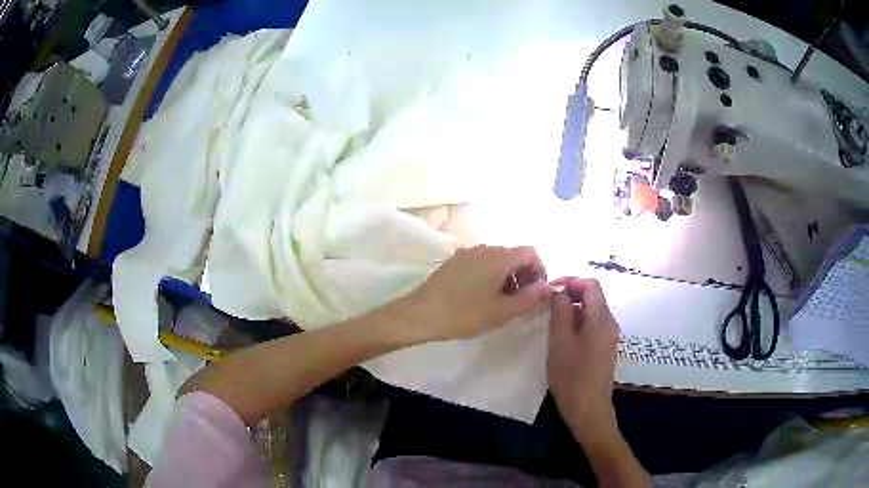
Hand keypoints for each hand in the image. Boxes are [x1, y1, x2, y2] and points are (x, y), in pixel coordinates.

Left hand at [403, 245, 549, 342]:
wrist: (420, 314)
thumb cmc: (464, 314)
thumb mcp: (502, 311)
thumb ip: (529, 297)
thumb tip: (546, 286)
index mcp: (500, 256)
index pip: (532, 252)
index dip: (539, 271)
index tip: (535, 294)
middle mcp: (485, 248)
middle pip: (515, 254)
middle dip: (524, 276)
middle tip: (520, 302)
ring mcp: (467, 252)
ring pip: (498, 260)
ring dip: (507, 277)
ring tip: (501, 303)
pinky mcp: (455, 261)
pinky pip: (482, 263)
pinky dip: (491, 276)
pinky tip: (481, 297)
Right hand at [548, 277, 619, 438]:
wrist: (588, 409)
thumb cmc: (572, 376)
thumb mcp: (560, 341)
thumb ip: (560, 311)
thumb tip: (559, 290)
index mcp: (601, 318)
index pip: (590, 284)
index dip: (570, 281)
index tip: (549, 289)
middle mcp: (610, 322)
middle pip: (593, 296)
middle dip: (570, 294)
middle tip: (546, 305)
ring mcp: (609, 336)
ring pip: (591, 311)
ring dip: (572, 309)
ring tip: (551, 320)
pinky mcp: (604, 347)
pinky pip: (592, 325)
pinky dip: (577, 322)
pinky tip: (562, 336)